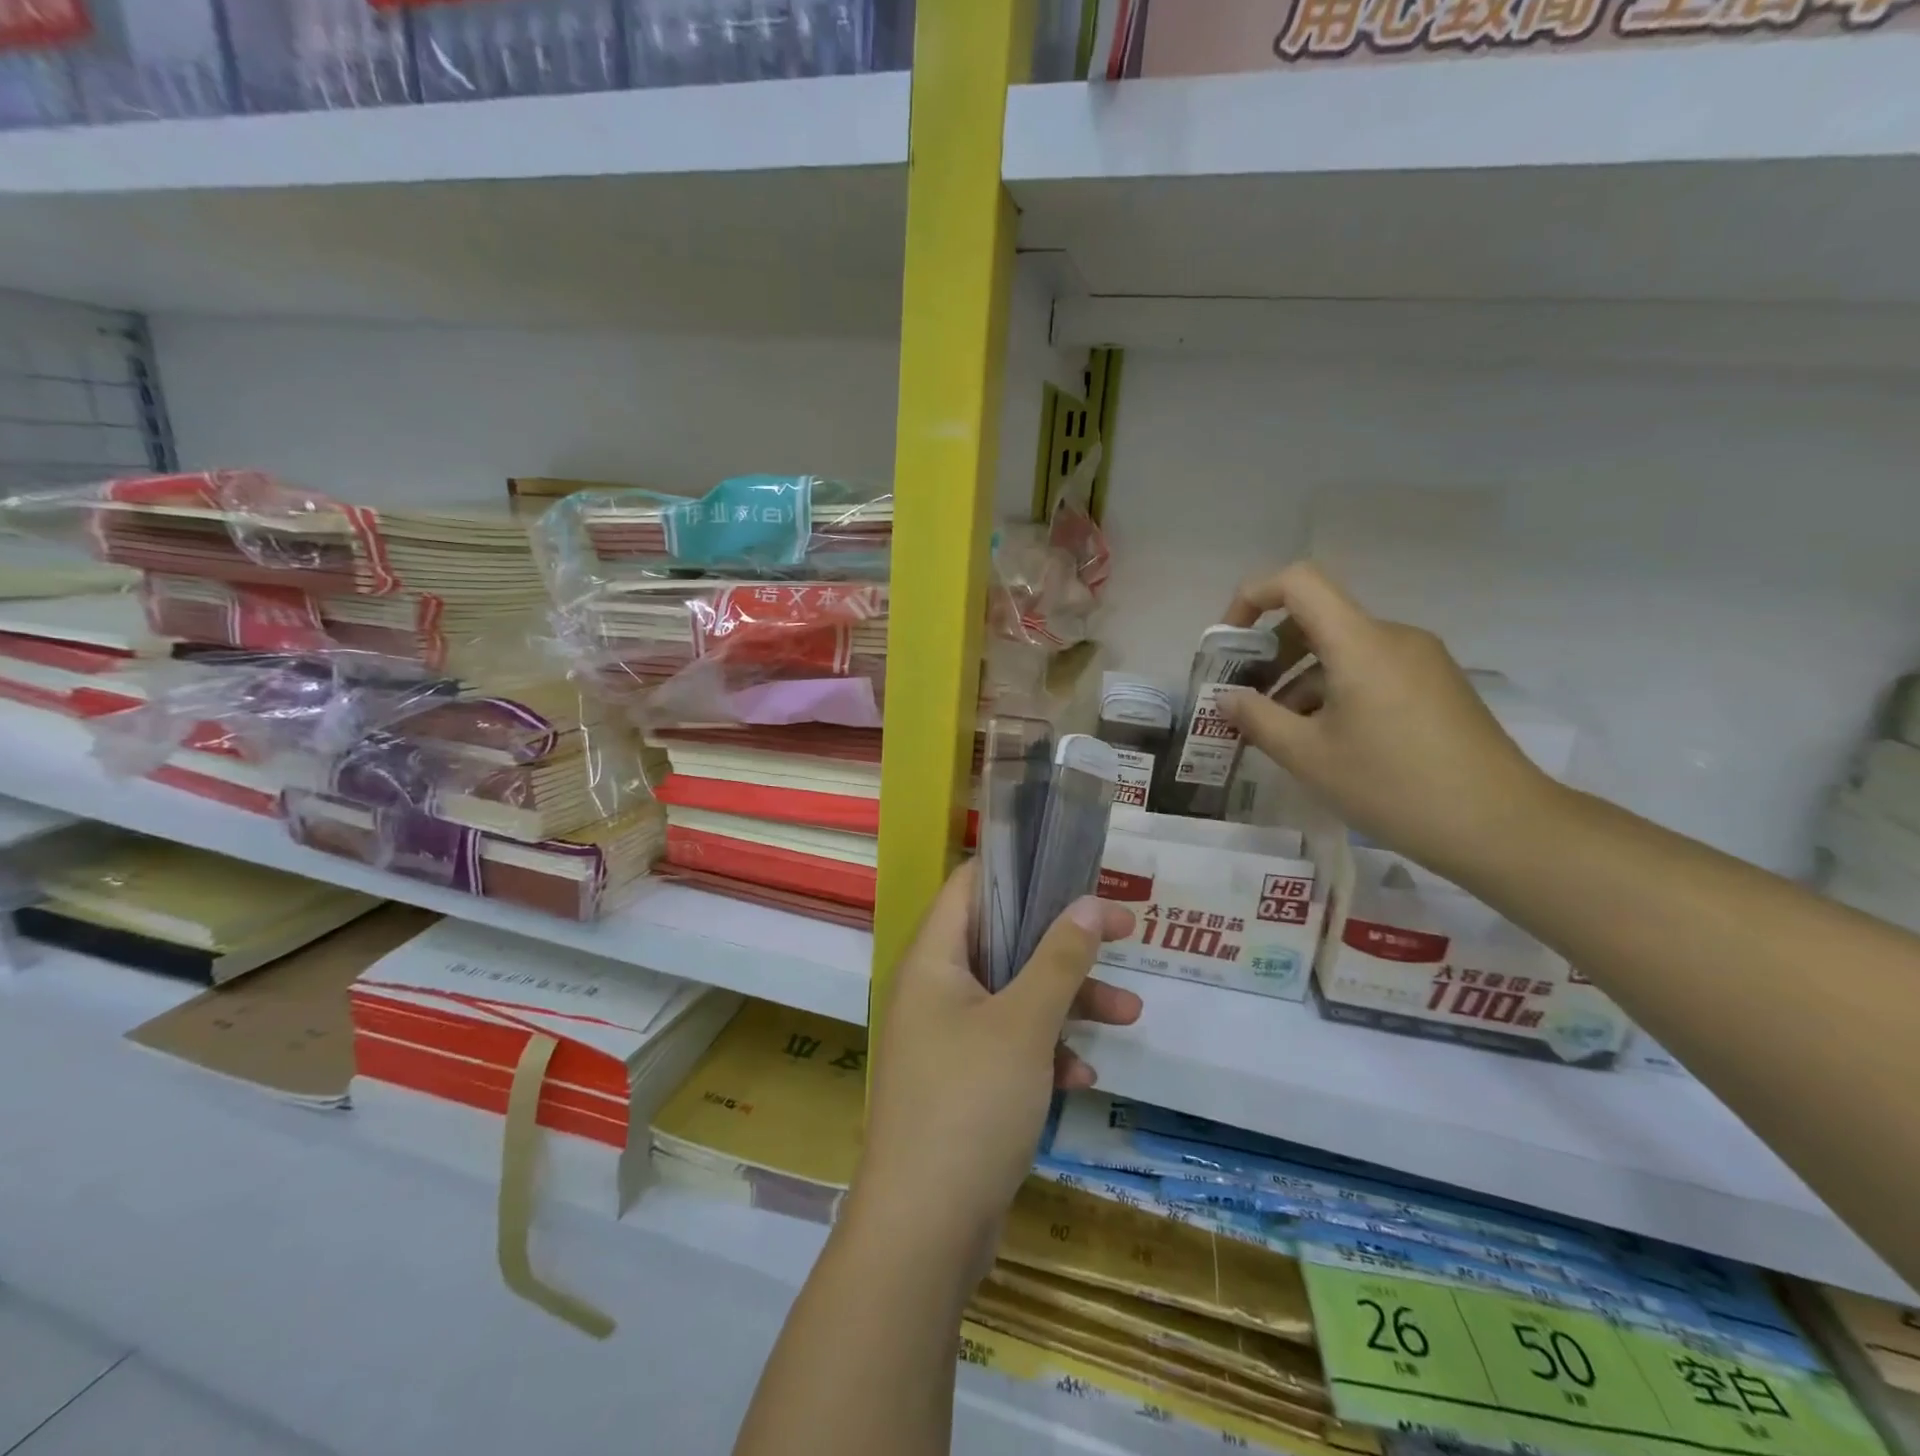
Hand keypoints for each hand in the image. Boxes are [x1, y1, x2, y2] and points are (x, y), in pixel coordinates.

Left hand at [853, 863, 1137, 1264]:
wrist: (923, 1232)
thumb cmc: (970, 1104)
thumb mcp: (1024, 1024)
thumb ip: (1059, 959)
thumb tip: (1089, 902)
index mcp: (934, 960)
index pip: (970, 886)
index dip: (1019, 869)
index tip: (1072, 867)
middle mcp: (935, 990)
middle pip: (1003, 941)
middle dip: (1064, 942)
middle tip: (1122, 932)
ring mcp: (947, 1039)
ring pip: (1015, 997)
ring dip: (1068, 1002)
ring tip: (1131, 1012)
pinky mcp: (962, 1083)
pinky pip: (1010, 1047)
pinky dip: (1046, 1051)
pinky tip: (1082, 1075)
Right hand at [1220, 562, 1559, 882]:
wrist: (1501, 826)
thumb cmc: (1393, 786)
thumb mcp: (1308, 756)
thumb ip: (1256, 719)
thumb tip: (1227, 699)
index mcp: (1360, 642)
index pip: (1298, 582)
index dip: (1253, 597)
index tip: (1229, 643)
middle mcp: (1393, 637)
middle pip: (1318, 619)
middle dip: (1271, 653)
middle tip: (1244, 700)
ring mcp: (1421, 661)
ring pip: (1343, 651)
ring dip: (1300, 679)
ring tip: (1281, 732)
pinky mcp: (1437, 686)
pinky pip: (1371, 671)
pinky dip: (1335, 691)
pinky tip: (1326, 741)